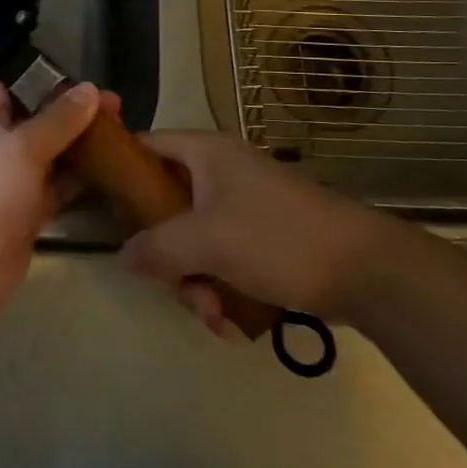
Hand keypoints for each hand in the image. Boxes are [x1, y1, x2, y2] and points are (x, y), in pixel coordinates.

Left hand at [0, 81, 109, 340]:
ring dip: (79, 149)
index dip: (44, 82)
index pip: (11, 87)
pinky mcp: (23, 215)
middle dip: (72, 116)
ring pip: (48, 156)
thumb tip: (90, 88)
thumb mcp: (23, 147)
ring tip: (122, 137)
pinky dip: (77, 182)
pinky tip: (111, 174)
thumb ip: (60, 119)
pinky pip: (54, 189)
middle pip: (35, 121)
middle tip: (118, 111)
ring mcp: (8, 183)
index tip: (84, 84)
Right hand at [118, 132, 380, 330]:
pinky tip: (234, 321)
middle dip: (169, 256)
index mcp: (205, 153)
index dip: (119, 170)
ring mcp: (244, 206)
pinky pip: (223, 259)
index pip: (146, 146)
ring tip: (215, 314)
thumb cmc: (278, 239)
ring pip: (194, 241)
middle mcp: (221, 172)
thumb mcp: (207, 241)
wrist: (366, 270)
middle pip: (167, 207)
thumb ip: (156, 247)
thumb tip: (122, 256)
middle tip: (176, 286)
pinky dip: (222, 289)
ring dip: (196, 283)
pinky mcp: (265, 238)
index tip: (100, 206)